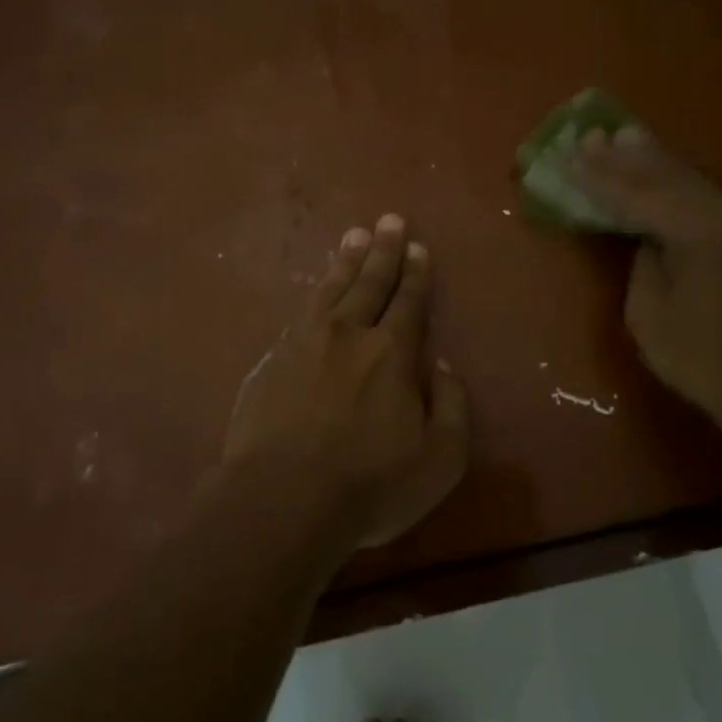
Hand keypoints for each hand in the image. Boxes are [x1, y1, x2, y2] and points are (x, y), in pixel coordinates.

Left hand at [222, 214, 469, 552]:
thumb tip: (441, 366)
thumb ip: (450, 405)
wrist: (281, 500)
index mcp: (391, 353)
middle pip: (369, 283)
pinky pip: (298, 315)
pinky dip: (312, 296)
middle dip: (383, 251)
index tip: (417, 247)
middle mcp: (348, 334)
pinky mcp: (271, 362)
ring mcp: (303, 344)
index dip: (415, 273)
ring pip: (330, 290)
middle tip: (389, 221)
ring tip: (354, 236)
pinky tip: (315, 293)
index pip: (408, 301)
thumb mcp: (439, 458)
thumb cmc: (369, 484)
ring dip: (345, 262)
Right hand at [571, 126, 721, 438]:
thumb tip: (646, 240)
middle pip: (668, 176)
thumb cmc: (705, 360)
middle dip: (626, 156)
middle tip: (592, 133)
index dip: (600, 178)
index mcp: (701, 232)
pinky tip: (661, 174)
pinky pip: (705, 199)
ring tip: (624, 136)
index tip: (570, 155)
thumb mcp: (651, 316)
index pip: (639, 196)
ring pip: (691, 182)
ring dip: (653, 161)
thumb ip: (644, 265)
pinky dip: (676, 184)